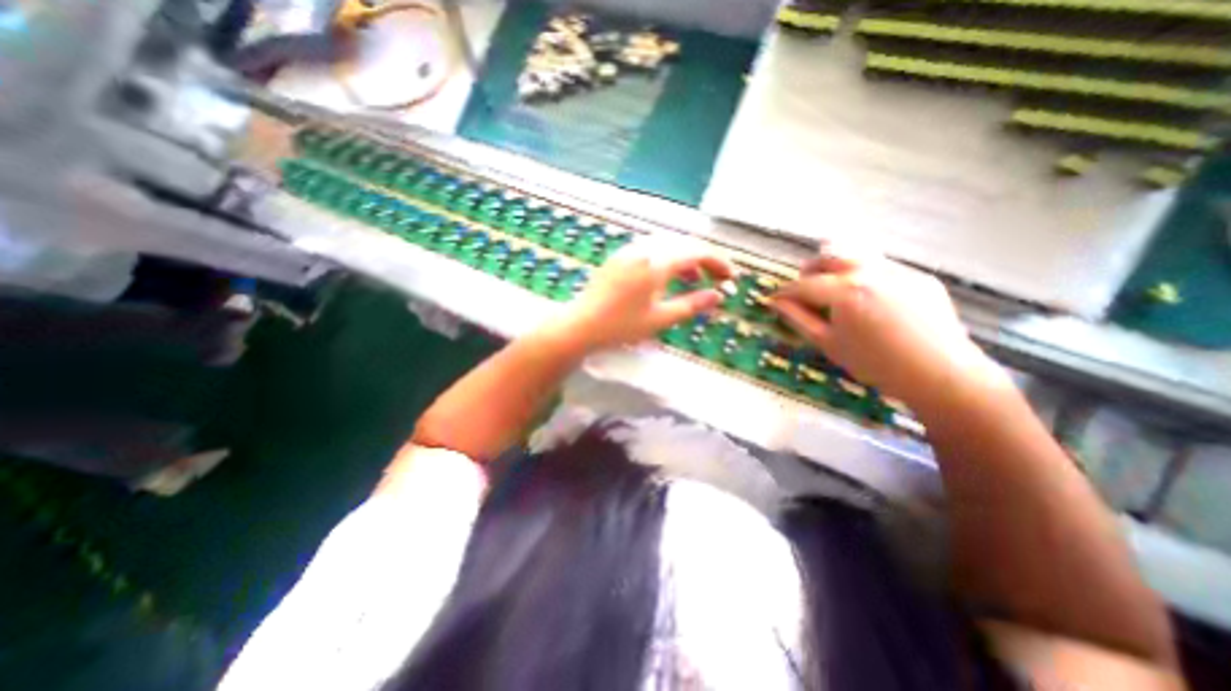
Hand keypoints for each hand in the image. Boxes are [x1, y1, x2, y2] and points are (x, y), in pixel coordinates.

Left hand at [554, 239, 734, 353]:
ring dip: (686, 258)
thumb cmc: (621, 326)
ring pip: (668, 244)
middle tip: (718, 279)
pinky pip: (652, 248)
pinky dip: (667, 258)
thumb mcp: (661, 319)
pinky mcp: (620, 256)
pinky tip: (667, 276)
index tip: (732, 277)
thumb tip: (718, 296)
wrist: (581, 325)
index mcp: (657, 263)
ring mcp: (630, 250)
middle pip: (684, 244)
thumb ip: (692, 305)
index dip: (719, 263)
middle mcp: (644, 248)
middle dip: (705, 259)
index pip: (698, 253)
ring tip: (694, 280)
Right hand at [772, 242, 1002, 407]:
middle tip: (801, 288)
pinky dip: (864, 276)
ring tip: (831, 287)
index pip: (804, 285)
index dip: (784, 292)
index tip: (773, 299)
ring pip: (856, 257)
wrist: (940, 374)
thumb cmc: (875, 363)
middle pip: (829, 258)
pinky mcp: (919, 277)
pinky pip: (883, 268)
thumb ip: (798, 319)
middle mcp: (870, 271)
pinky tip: (867, 298)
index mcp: (845, 290)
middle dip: (809, 270)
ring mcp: (899, 271)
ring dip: (836, 268)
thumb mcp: (828, 343)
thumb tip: (775, 303)